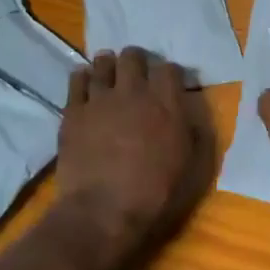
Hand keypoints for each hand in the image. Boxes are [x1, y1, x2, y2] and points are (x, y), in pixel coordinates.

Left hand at [52, 47, 213, 269]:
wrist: (103, 212)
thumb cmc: (155, 196)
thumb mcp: (194, 170)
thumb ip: (196, 135)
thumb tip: (191, 115)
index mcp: (166, 104)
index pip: (169, 69)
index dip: (169, 73)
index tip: (167, 84)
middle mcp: (133, 92)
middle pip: (133, 57)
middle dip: (136, 61)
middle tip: (136, 74)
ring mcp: (100, 99)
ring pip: (103, 63)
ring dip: (109, 65)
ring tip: (109, 73)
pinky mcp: (73, 111)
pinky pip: (77, 80)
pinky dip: (83, 77)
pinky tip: (85, 83)